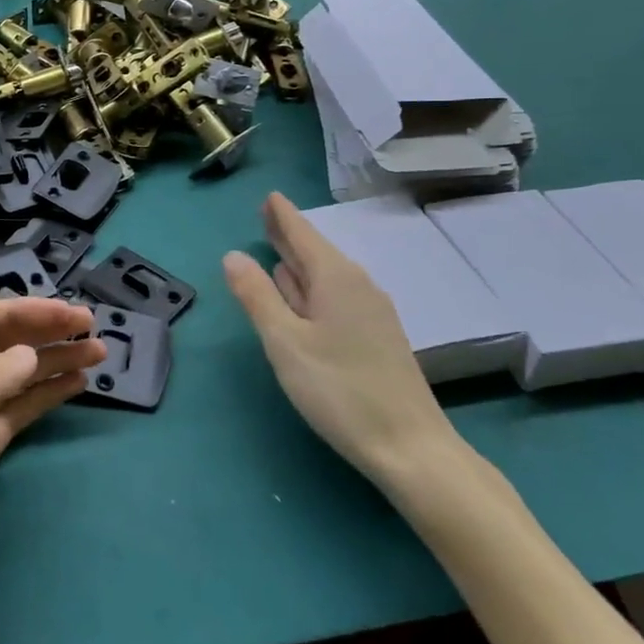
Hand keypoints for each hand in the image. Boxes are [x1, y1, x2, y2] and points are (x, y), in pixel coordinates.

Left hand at [0, 298, 103, 643]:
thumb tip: (28, 355)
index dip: (19, 313)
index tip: (64, 313)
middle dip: (41, 333)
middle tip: (90, 326)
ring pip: (13, 379)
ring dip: (52, 363)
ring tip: (98, 352)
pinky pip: (17, 412)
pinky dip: (45, 396)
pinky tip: (76, 384)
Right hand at [223, 193, 460, 490]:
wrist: (410, 447)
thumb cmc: (340, 390)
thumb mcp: (285, 342)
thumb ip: (257, 296)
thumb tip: (233, 255)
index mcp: (335, 279)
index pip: (303, 234)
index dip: (282, 215)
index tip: (269, 195)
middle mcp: (357, 286)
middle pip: (316, 252)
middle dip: (290, 234)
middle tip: (268, 215)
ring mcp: (370, 313)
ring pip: (326, 276)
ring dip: (299, 262)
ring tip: (277, 249)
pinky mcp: (375, 338)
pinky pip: (335, 296)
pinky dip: (311, 287)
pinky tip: (303, 297)